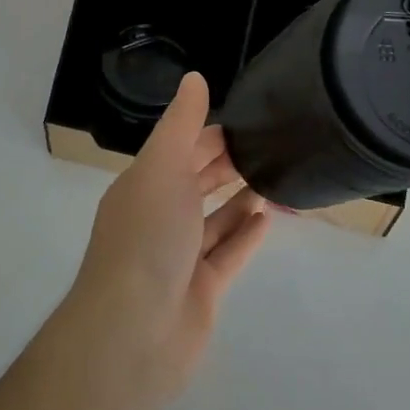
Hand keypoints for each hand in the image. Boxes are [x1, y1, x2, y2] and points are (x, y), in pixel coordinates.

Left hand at [61, 72, 270, 397]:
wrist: (133, 332)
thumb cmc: (147, 236)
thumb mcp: (163, 166)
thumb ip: (183, 123)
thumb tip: (195, 77)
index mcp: (144, 185)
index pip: (180, 149)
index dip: (210, 133)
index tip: (248, 121)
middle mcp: (159, 217)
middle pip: (197, 183)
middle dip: (227, 164)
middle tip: (270, 145)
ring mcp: (180, 257)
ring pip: (215, 220)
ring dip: (241, 199)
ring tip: (276, 177)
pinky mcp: (201, 291)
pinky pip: (229, 255)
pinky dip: (247, 236)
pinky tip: (270, 218)